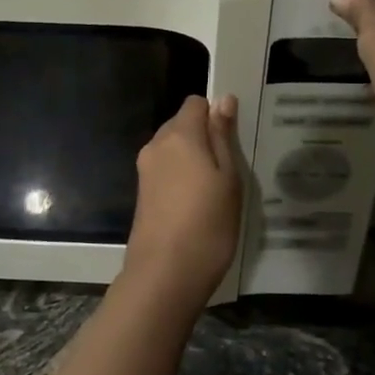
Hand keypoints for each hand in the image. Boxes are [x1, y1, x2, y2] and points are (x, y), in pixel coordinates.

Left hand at [121, 95, 243, 310]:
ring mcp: (145, 170)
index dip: (215, 114)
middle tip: (229, 168)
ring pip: (173, 149)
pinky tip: (197, 205)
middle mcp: (156, 145)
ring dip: (193, 160)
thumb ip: (222, 136)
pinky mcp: (141, 193)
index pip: (195, 103)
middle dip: (203, 137)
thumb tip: (223, 100)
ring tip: (215, 190)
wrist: (164, 274)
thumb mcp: (228, 178)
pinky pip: (165, 171)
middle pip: (181, 124)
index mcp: (179, 135)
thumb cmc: (207, 224)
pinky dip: (181, 178)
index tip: (233, 140)